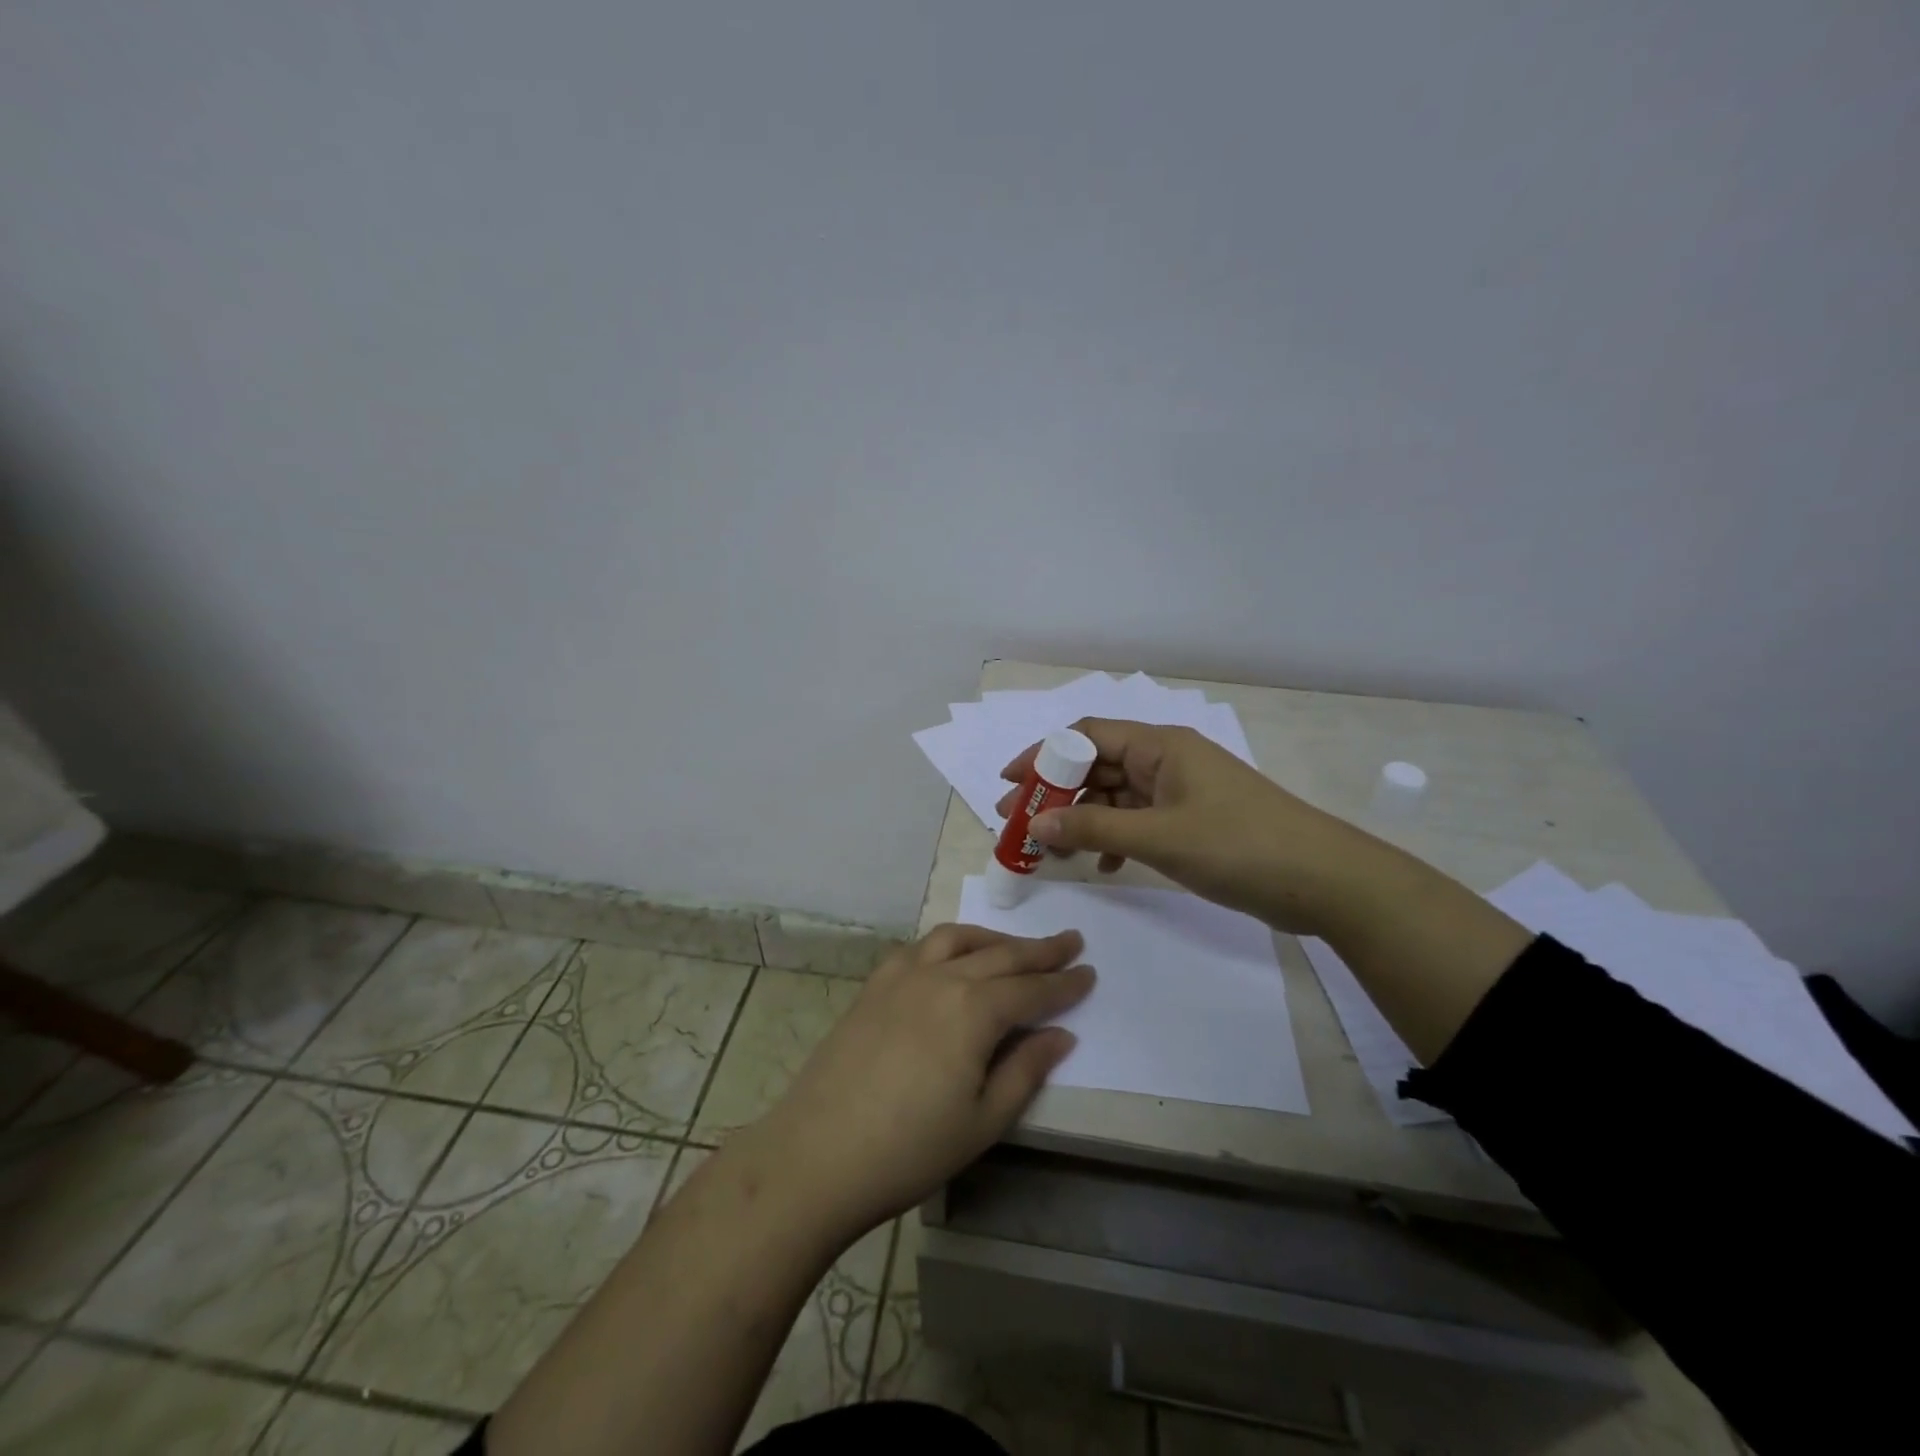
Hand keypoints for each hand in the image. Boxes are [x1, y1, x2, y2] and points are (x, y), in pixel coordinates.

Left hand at [744, 924, 1093, 1239]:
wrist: (818, 1154)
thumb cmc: (910, 1149)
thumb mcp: (983, 1121)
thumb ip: (1026, 1070)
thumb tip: (1061, 1034)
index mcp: (974, 1010)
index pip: (1032, 989)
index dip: (1064, 984)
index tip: (1089, 973)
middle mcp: (942, 977)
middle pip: (1001, 955)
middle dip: (1040, 950)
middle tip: (1070, 942)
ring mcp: (902, 976)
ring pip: (958, 939)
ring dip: (994, 938)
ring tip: (1015, 946)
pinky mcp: (874, 985)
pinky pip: (920, 947)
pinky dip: (948, 943)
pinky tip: (952, 957)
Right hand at [996, 717, 1371, 935]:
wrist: (1324, 882)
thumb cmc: (1240, 846)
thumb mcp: (1160, 837)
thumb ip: (1095, 828)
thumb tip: (1038, 824)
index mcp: (1160, 746)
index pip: (1088, 736)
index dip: (1045, 755)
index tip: (1011, 784)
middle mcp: (1166, 761)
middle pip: (1097, 767)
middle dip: (1057, 794)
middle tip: (1020, 824)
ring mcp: (1181, 792)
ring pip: (1116, 797)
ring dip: (1084, 820)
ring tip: (1052, 851)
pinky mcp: (1192, 823)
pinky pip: (1139, 822)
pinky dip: (1116, 840)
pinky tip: (1105, 867)